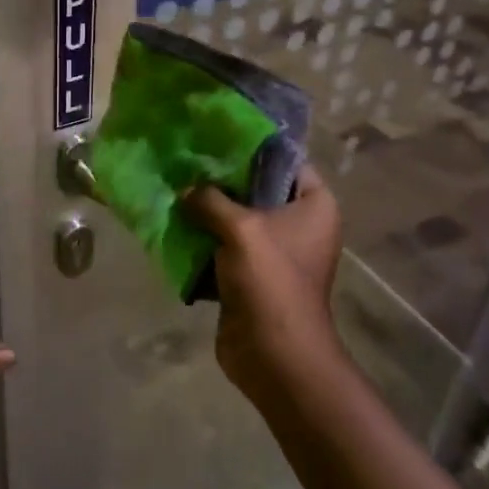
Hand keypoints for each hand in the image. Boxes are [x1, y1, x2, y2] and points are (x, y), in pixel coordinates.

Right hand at [186, 165, 344, 397]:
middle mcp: (299, 224)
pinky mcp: (251, 275)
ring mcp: (275, 252)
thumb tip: (186, 190)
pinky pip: (224, 246)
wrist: (274, 354)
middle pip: (257, 189)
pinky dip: (203, 239)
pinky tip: (174, 223)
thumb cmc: (271, 280)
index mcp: (314, 205)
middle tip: (186, 160)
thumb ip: (210, 200)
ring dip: (207, 210)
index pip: (287, 161)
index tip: (215, 134)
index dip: (254, 147)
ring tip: (174, 188)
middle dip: (221, 179)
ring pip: (236, 219)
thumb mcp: (240, 228)